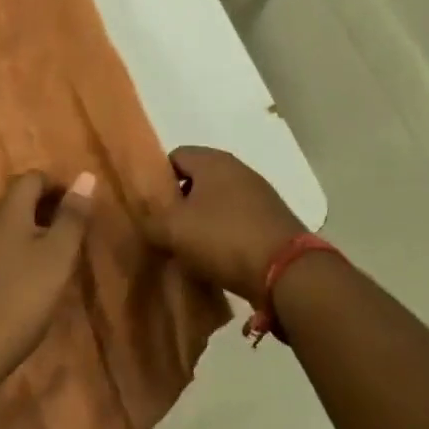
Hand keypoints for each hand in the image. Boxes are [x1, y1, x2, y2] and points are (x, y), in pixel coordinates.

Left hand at [0, 172, 95, 390]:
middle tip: (72, 235)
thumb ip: (73, 216)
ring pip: (7, 224)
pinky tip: (27, 281)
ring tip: (55, 259)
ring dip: (32, 231)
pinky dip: (16, 251)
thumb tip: (86, 175)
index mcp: (7, 209)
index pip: (34, 178)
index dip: (59, 186)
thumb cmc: (19, 299)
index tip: (80, 210)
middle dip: (47, 208)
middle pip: (18, 199)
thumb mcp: (57, 256)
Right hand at [146, 147, 307, 306]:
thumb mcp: (174, 230)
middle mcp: (237, 168)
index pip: (174, 157)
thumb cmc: (224, 239)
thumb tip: (141, 215)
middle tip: (167, 231)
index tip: (151, 209)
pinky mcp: (272, 218)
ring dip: (203, 221)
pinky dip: (225, 234)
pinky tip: (219, 259)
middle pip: (197, 179)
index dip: (158, 181)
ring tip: (191, 250)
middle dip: (180, 203)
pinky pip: (237, 220)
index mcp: (212, 160)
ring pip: (217, 201)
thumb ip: (149, 218)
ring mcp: (259, 193)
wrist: (287, 271)